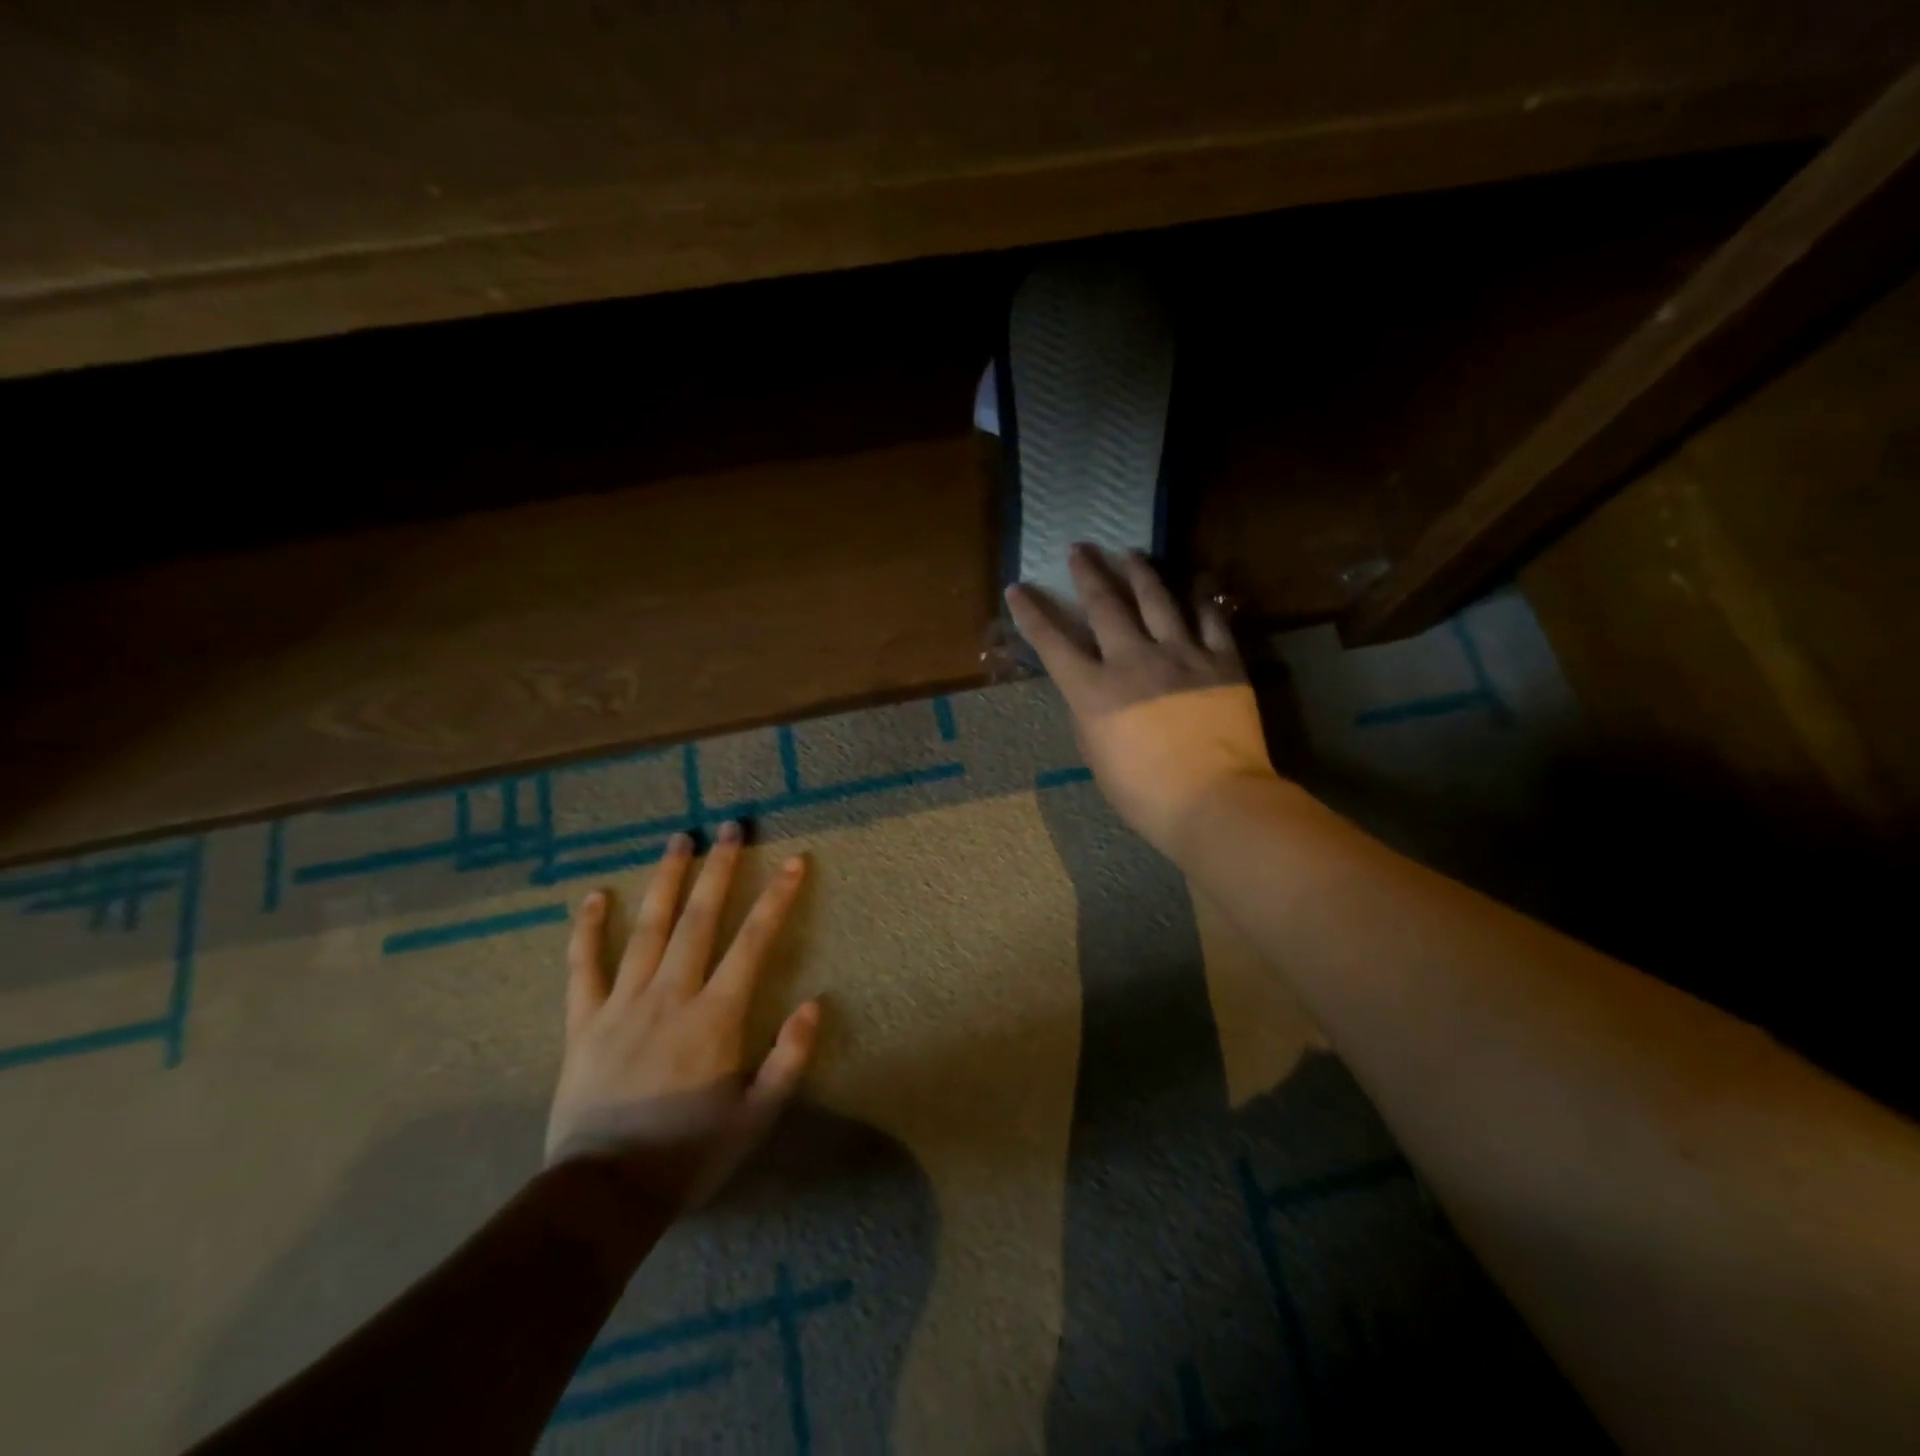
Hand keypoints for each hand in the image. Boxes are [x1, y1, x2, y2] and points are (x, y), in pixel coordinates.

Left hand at [545, 821, 820, 1209]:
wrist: (605, 1194)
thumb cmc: (689, 1154)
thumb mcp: (756, 1117)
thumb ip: (790, 1059)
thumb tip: (816, 1003)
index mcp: (715, 1015)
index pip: (753, 942)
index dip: (777, 898)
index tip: (794, 861)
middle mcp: (671, 995)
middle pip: (698, 919)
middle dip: (719, 869)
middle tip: (730, 827)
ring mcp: (622, 1004)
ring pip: (646, 928)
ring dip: (665, 880)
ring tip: (679, 840)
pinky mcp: (584, 1022)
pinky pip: (583, 966)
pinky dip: (587, 929)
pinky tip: (593, 896)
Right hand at [1006, 544, 1278, 861]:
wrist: (1214, 800)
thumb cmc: (1144, 793)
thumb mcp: (1097, 757)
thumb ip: (1090, 715)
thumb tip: (1093, 690)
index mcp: (1094, 691)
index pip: (1053, 642)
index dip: (1031, 613)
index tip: (1018, 588)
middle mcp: (1133, 660)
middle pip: (1105, 605)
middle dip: (1087, 573)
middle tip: (1079, 549)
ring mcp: (1180, 656)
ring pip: (1157, 600)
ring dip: (1139, 572)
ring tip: (1130, 553)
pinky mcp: (1221, 661)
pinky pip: (1210, 619)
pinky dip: (1201, 597)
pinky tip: (1194, 580)